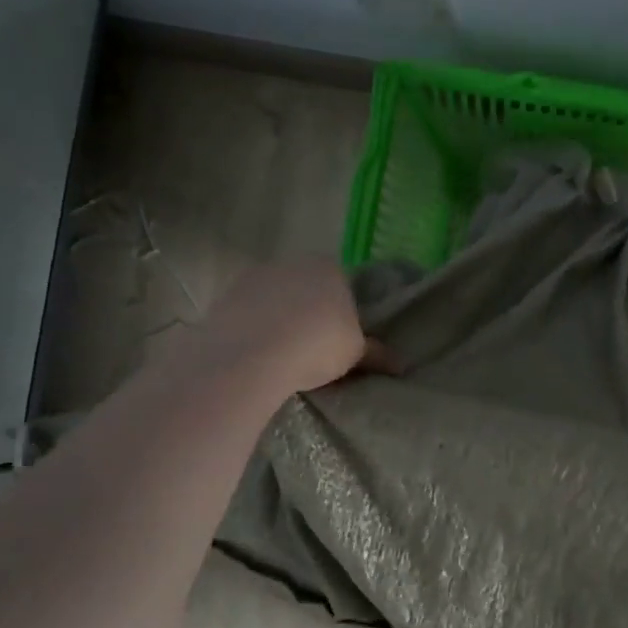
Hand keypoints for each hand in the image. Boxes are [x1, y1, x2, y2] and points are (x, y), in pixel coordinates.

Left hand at [192, 258, 390, 393]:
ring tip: (283, 355)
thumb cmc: (317, 345)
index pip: (343, 284)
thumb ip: (377, 354)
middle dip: (310, 313)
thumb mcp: (355, 354)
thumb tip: (401, 364)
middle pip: (307, 288)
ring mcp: (256, 276)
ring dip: (280, 319)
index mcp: (330, 268)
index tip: (340, 339)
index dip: (343, 312)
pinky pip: (249, 312)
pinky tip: (258, 354)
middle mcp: (293, 263)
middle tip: (314, 349)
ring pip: (276, 299)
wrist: (252, 355)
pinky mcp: (226, 295)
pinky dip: (254, 328)